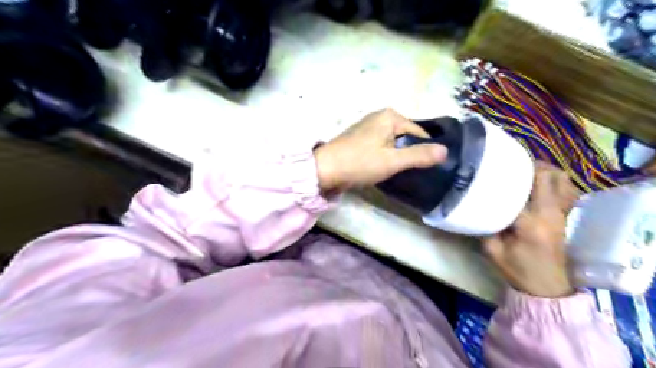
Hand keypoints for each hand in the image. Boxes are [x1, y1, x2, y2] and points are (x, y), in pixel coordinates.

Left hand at [313, 108, 448, 191]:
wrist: (324, 170)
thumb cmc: (360, 162)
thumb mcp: (393, 161)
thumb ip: (419, 155)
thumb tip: (446, 151)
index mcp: (390, 116)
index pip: (418, 132)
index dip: (424, 150)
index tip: (426, 168)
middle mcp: (379, 116)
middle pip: (405, 136)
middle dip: (409, 153)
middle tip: (411, 172)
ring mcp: (368, 127)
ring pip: (393, 143)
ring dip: (397, 156)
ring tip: (398, 173)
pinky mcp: (360, 139)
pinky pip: (381, 146)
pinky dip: (385, 156)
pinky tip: (384, 169)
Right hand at [481, 163, 578, 297]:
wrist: (547, 287)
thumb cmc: (518, 269)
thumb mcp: (492, 250)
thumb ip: (484, 225)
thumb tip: (476, 205)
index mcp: (530, 222)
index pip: (517, 190)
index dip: (503, 176)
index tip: (489, 167)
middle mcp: (550, 212)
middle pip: (547, 176)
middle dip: (529, 164)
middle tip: (509, 162)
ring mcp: (561, 213)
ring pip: (562, 179)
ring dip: (545, 170)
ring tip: (525, 169)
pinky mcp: (565, 215)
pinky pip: (567, 189)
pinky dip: (556, 181)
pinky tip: (540, 183)